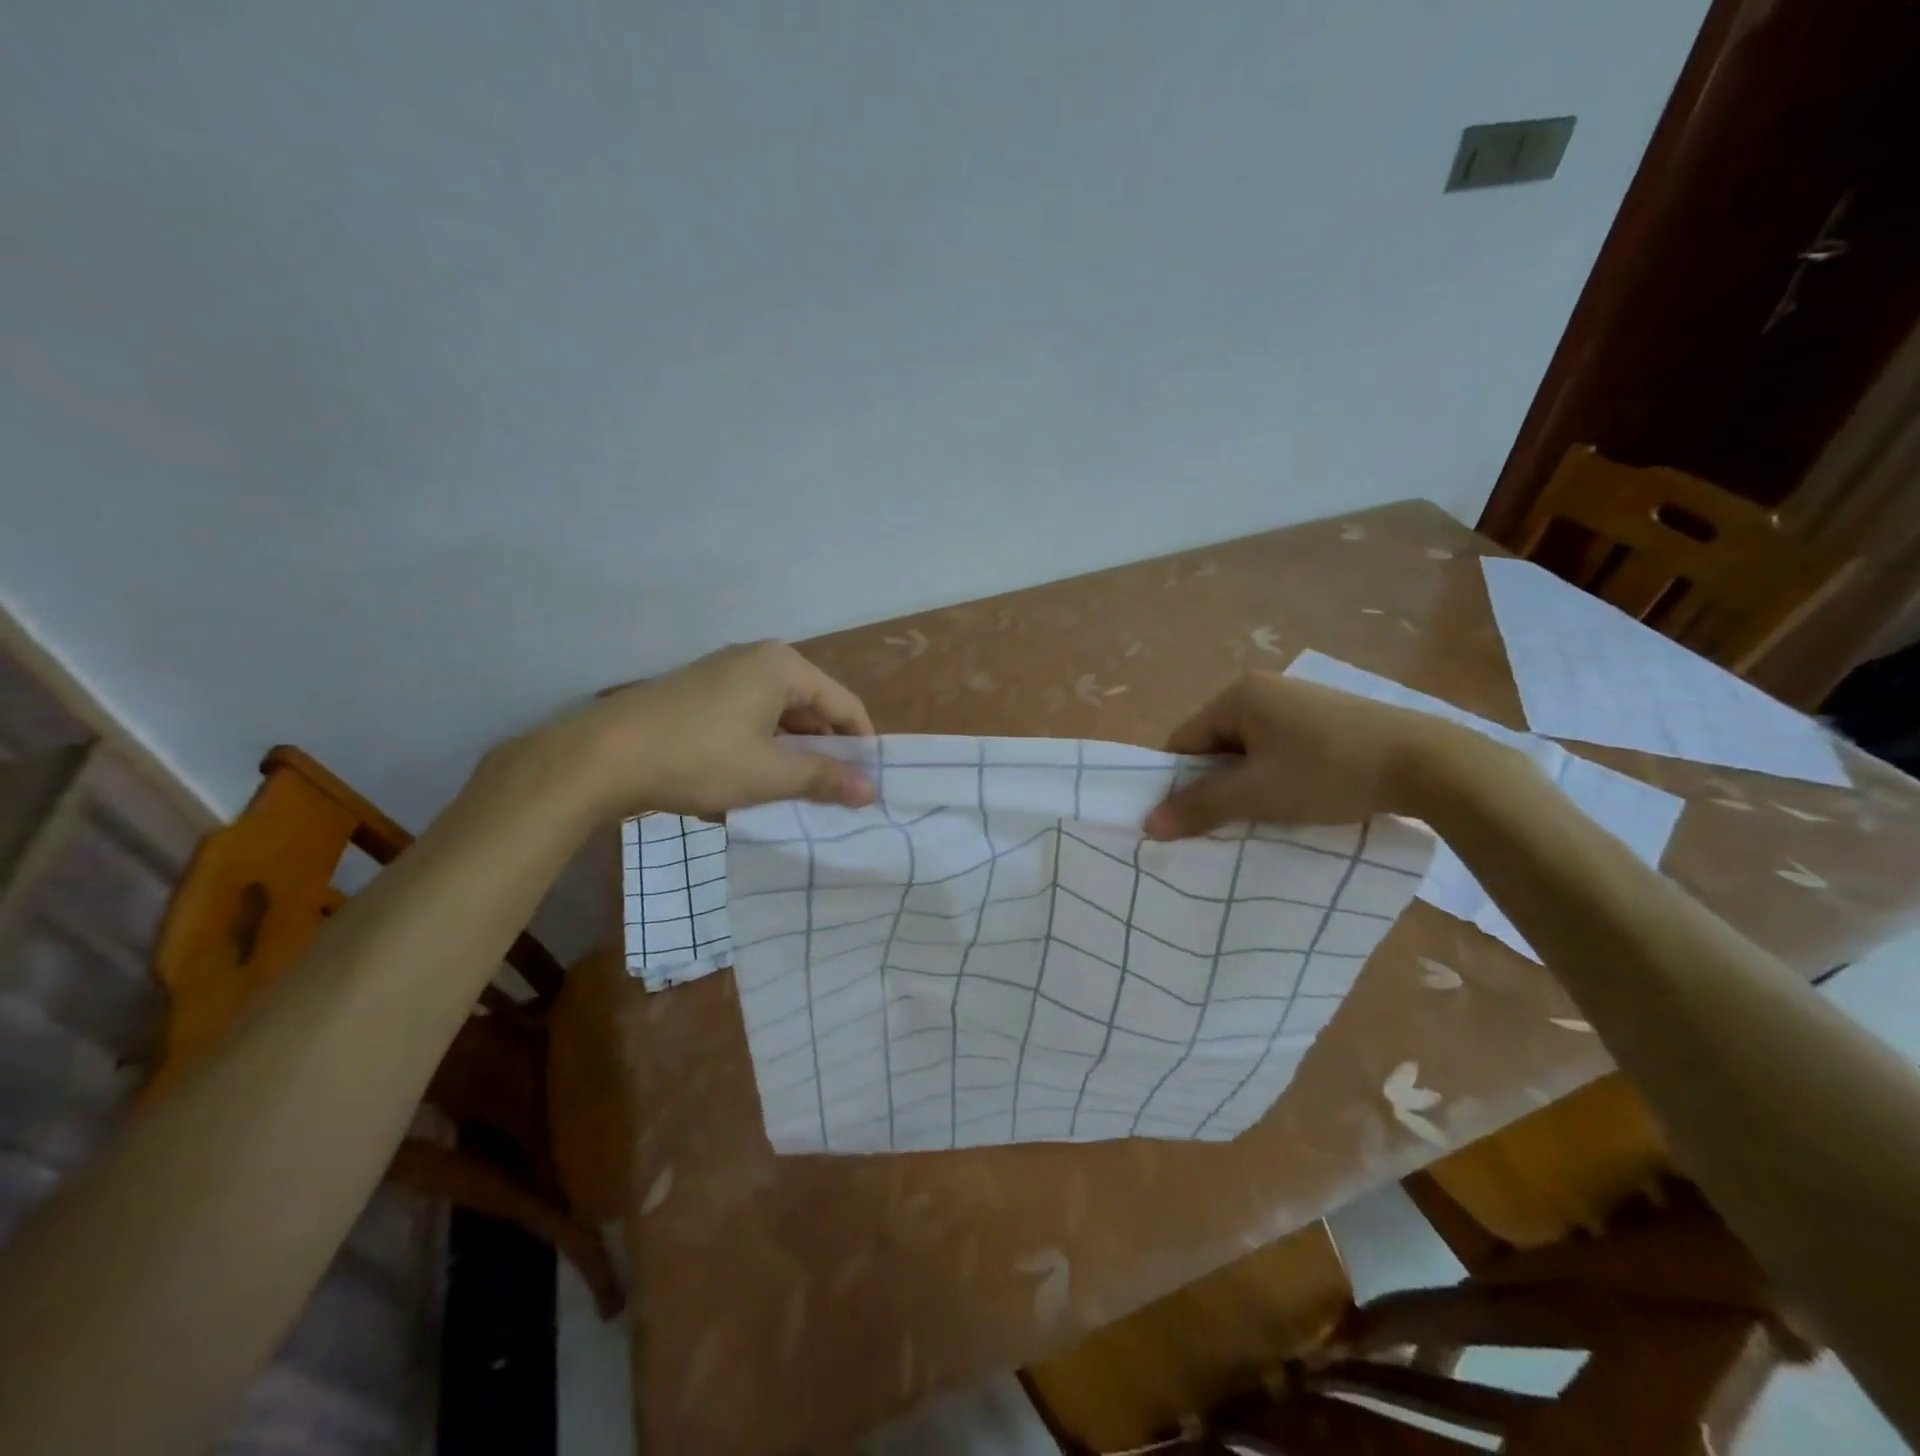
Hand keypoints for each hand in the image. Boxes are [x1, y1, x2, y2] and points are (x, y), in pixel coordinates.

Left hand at [526, 641, 877, 819]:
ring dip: (791, 754)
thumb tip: (872, 791)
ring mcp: (723, 674)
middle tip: (834, 795)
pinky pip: (748, 718)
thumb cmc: (699, 758)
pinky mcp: (698, 693)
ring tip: (796, 794)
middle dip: (824, 752)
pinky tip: (754, 782)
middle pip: (812, 708)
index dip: (862, 746)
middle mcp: (757, 659)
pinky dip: (760, 748)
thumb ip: (824, 778)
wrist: (601, 756)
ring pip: (778, 716)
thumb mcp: (769, 773)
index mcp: (783, 667)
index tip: (869, 785)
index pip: (844, 705)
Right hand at [1144, 671, 1462, 838]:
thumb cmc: (1327, 772)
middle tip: (1227, 822)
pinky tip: (1297, 798)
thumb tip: (1148, 824)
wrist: (1427, 763)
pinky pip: (1281, 748)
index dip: (1179, 782)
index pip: (1184, 741)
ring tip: (1264, 815)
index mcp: (1237, 695)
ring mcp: (1298, 701)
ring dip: (1248, 783)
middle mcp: (1263, 689)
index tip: (1188, 819)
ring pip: (1250, 749)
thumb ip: (1200, 807)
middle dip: (1216, 784)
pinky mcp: (1328, 717)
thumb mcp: (1256, 794)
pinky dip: (1278, 774)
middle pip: (1216, 744)